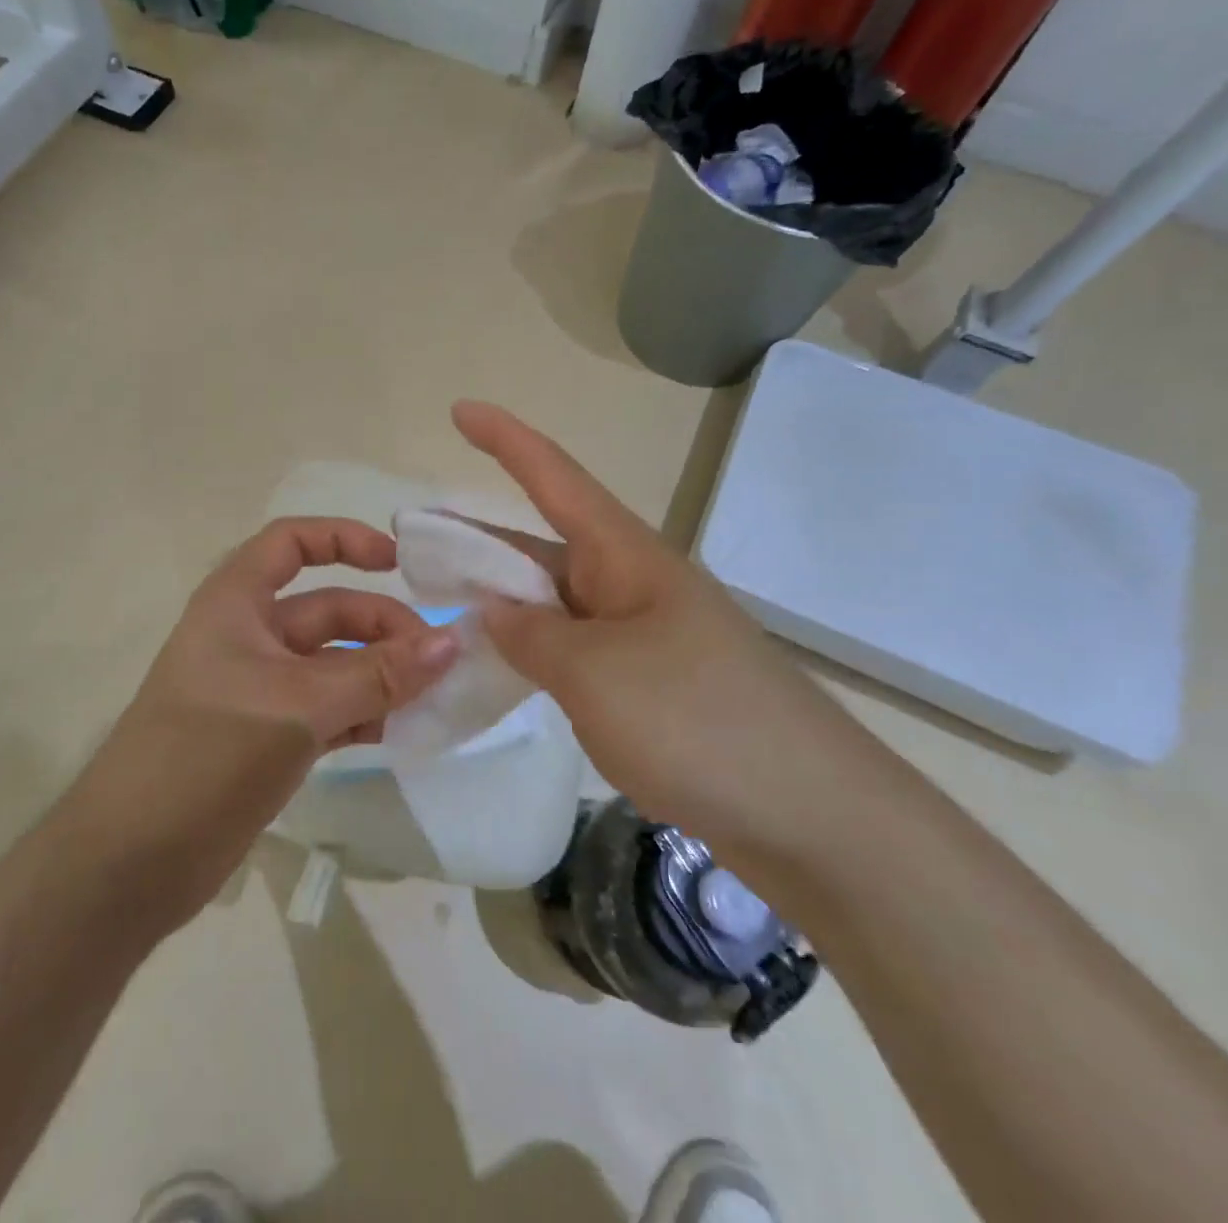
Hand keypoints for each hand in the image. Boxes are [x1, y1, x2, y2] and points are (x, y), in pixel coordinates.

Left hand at [67, 518, 458, 928]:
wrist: (131, 862)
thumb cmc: (207, 753)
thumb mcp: (299, 705)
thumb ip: (379, 675)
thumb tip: (452, 643)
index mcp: (237, 603)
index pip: (292, 543)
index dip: (345, 539)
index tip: (400, 563)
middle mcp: (248, 636)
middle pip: (327, 610)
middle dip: (382, 628)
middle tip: (437, 663)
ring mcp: (259, 689)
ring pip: (334, 664)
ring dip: (381, 677)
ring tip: (429, 701)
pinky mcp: (268, 737)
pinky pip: (329, 710)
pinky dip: (363, 715)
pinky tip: (397, 734)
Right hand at [452, 401, 871, 859]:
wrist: (812, 817)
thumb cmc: (696, 721)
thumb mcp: (592, 673)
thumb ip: (530, 635)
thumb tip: (492, 611)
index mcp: (626, 557)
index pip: (555, 478)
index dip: (505, 440)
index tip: (459, 410)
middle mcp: (633, 584)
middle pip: (544, 545)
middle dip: (480, 540)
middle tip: (415, 543)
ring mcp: (644, 636)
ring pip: (556, 602)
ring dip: (502, 601)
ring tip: (441, 606)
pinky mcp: (651, 685)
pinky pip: (574, 650)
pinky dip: (532, 651)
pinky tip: (500, 669)